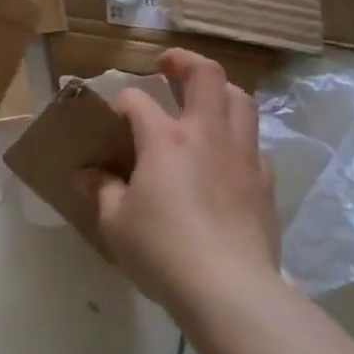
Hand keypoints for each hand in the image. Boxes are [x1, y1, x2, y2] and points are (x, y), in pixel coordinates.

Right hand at [81, 49, 280, 317]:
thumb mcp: (115, 222)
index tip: (112, 118)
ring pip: (240, 100)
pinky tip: (225, 156)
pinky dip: (238, 136)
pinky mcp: (265, 183)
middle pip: (206, 76)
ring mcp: (242, 156)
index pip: (137, 100)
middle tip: (167, 65)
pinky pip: (255, 143)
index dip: (121, 102)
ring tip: (202, 100)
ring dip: (219, 91)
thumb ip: (101, 190)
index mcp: (165, 138)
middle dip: (184, 62)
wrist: (231, 291)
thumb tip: (87, 175)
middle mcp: (206, 134)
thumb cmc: (163, 251)